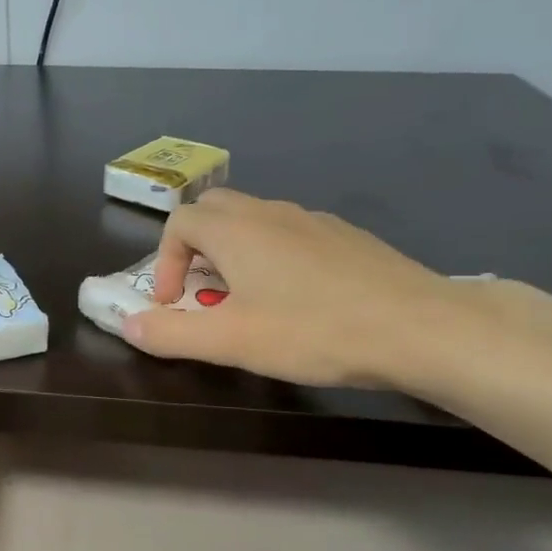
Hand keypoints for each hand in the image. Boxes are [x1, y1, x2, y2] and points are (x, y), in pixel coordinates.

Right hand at [122, 189, 465, 386]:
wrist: (422, 327)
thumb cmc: (314, 331)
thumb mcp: (230, 341)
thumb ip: (170, 335)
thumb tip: (129, 326)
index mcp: (237, 230)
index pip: (179, 222)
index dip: (164, 261)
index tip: (174, 303)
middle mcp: (272, 213)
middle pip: (214, 209)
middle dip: (194, 246)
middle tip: (201, 291)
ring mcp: (314, 221)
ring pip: (255, 220)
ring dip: (233, 251)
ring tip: (245, 299)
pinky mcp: (347, 237)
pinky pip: (291, 233)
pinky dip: (272, 255)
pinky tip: (297, 299)